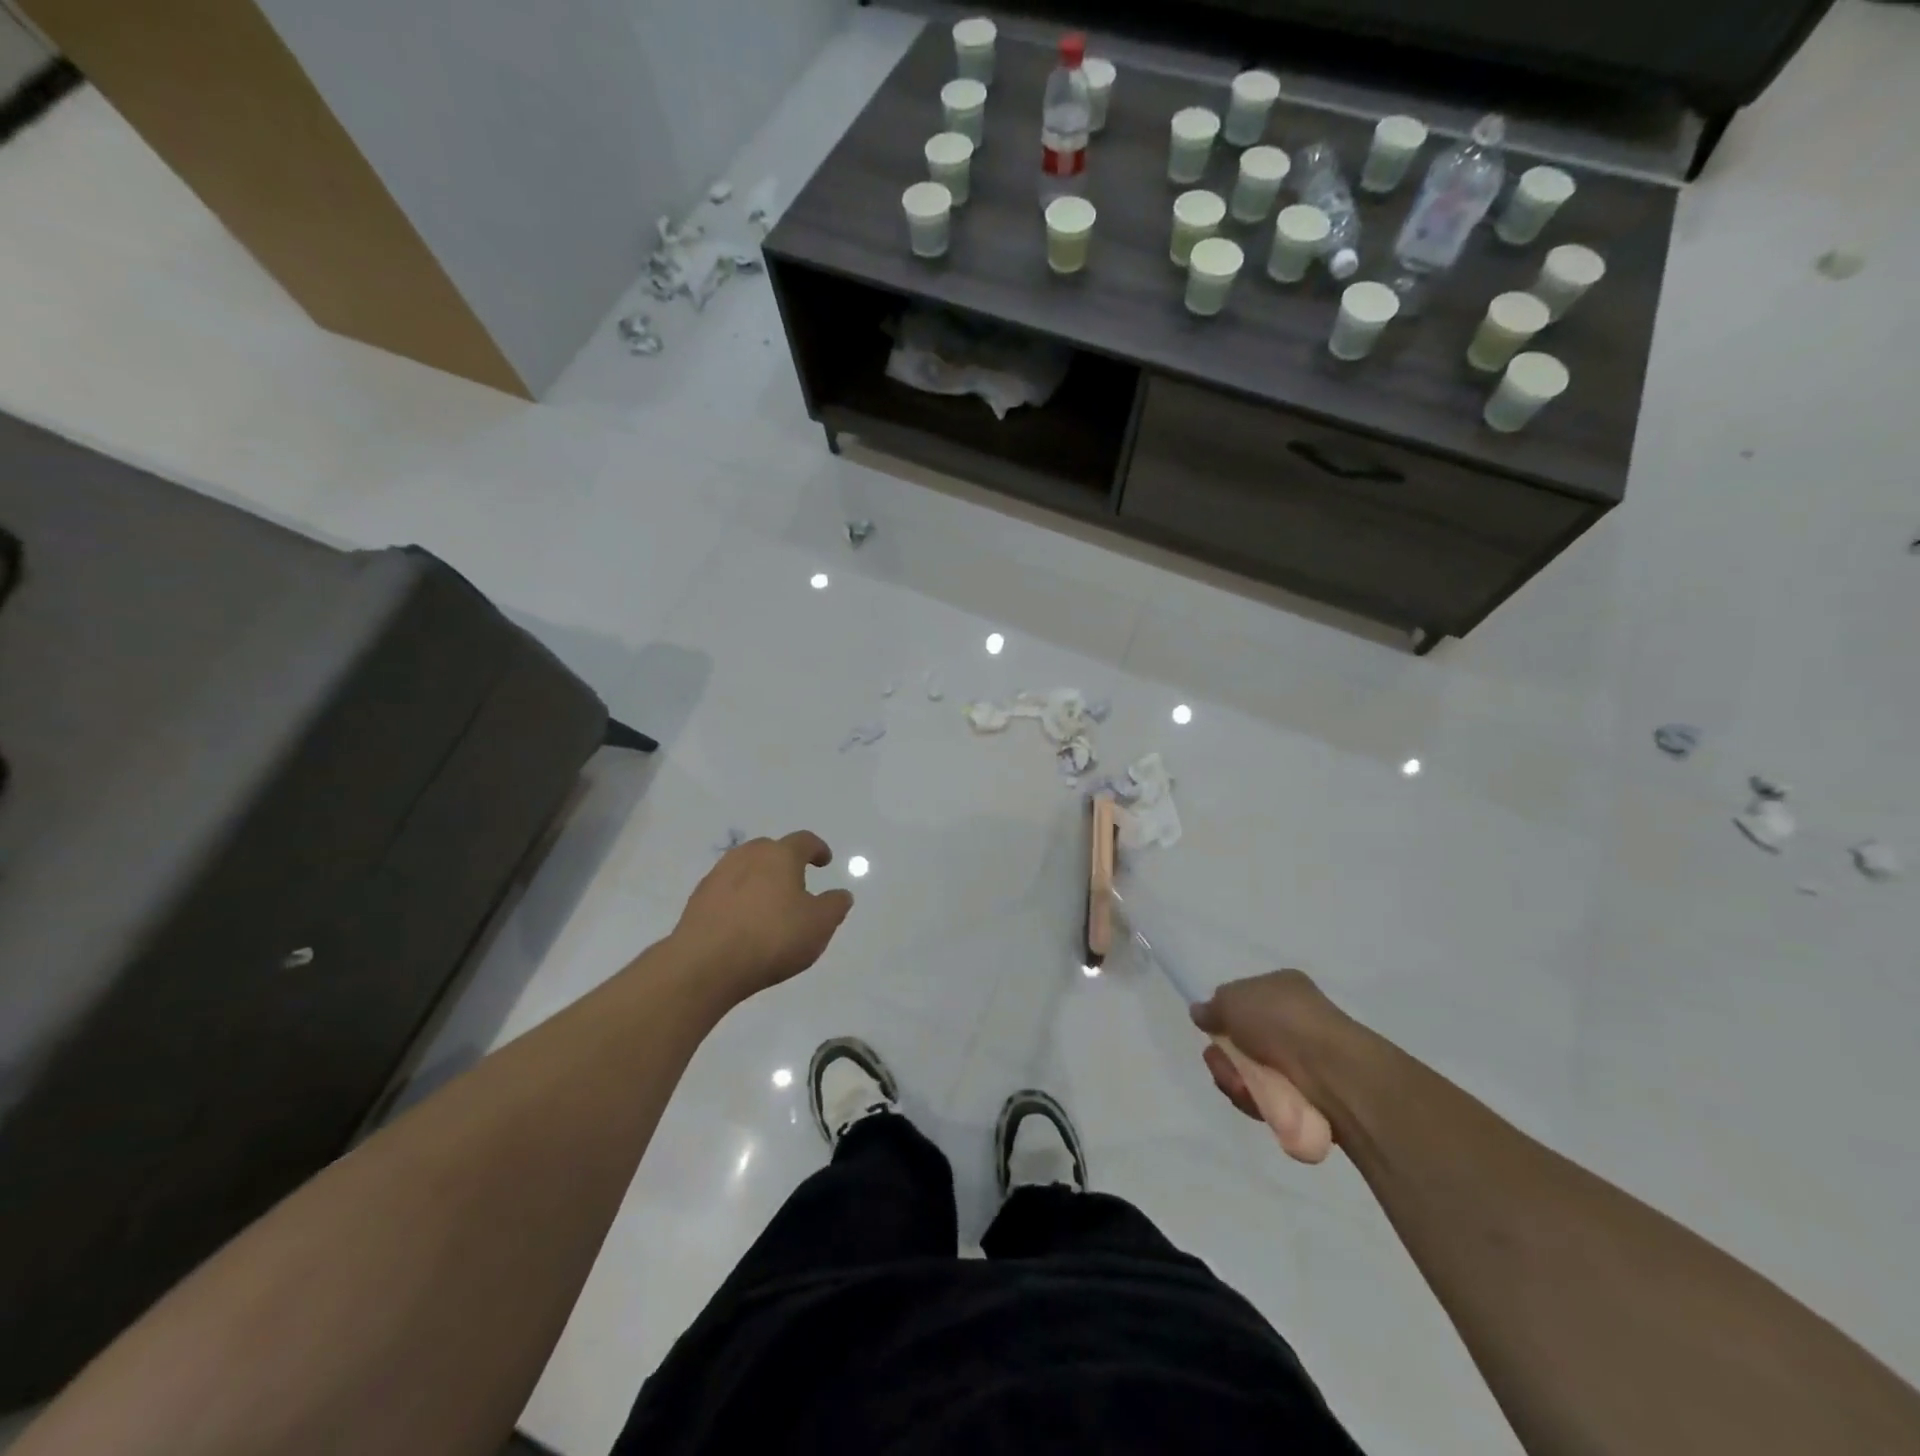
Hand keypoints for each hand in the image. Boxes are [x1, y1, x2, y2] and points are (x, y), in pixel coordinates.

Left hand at [671, 832, 853, 1005]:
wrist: (705, 964)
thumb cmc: (772, 937)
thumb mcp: (819, 925)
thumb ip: (834, 906)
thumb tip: (840, 894)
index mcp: (780, 855)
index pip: (804, 841)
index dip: (817, 849)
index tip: (824, 860)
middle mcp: (747, 856)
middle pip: (770, 850)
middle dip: (785, 862)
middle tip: (796, 882)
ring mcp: (718, 876)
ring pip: (745, 868)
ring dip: (759, 879)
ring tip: (768, 904)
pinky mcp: (698, 900)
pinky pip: (726, 891)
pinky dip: (738, 899)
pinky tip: (743, 922)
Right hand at [1190, 970, 1345, 1124]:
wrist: (1331, 1072)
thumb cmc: (1281, 1021)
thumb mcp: (1232, 999)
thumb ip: (1212, 1006)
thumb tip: (1200, 1012)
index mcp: (1282, 989)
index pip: (1243, 1000)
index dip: (1223, 1015)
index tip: (1211, 1028)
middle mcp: (1293, 1022)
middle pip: (1241, 1041)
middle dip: (1223, 1056)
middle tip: (1220, 1062)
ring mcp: (1301, 1061)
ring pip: (1249, 1073)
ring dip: (1234, 1079)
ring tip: (1240, 1084)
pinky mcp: (1306, 1097)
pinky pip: (1266, 1099)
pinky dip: (1255, 1100)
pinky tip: (1255, 1100)